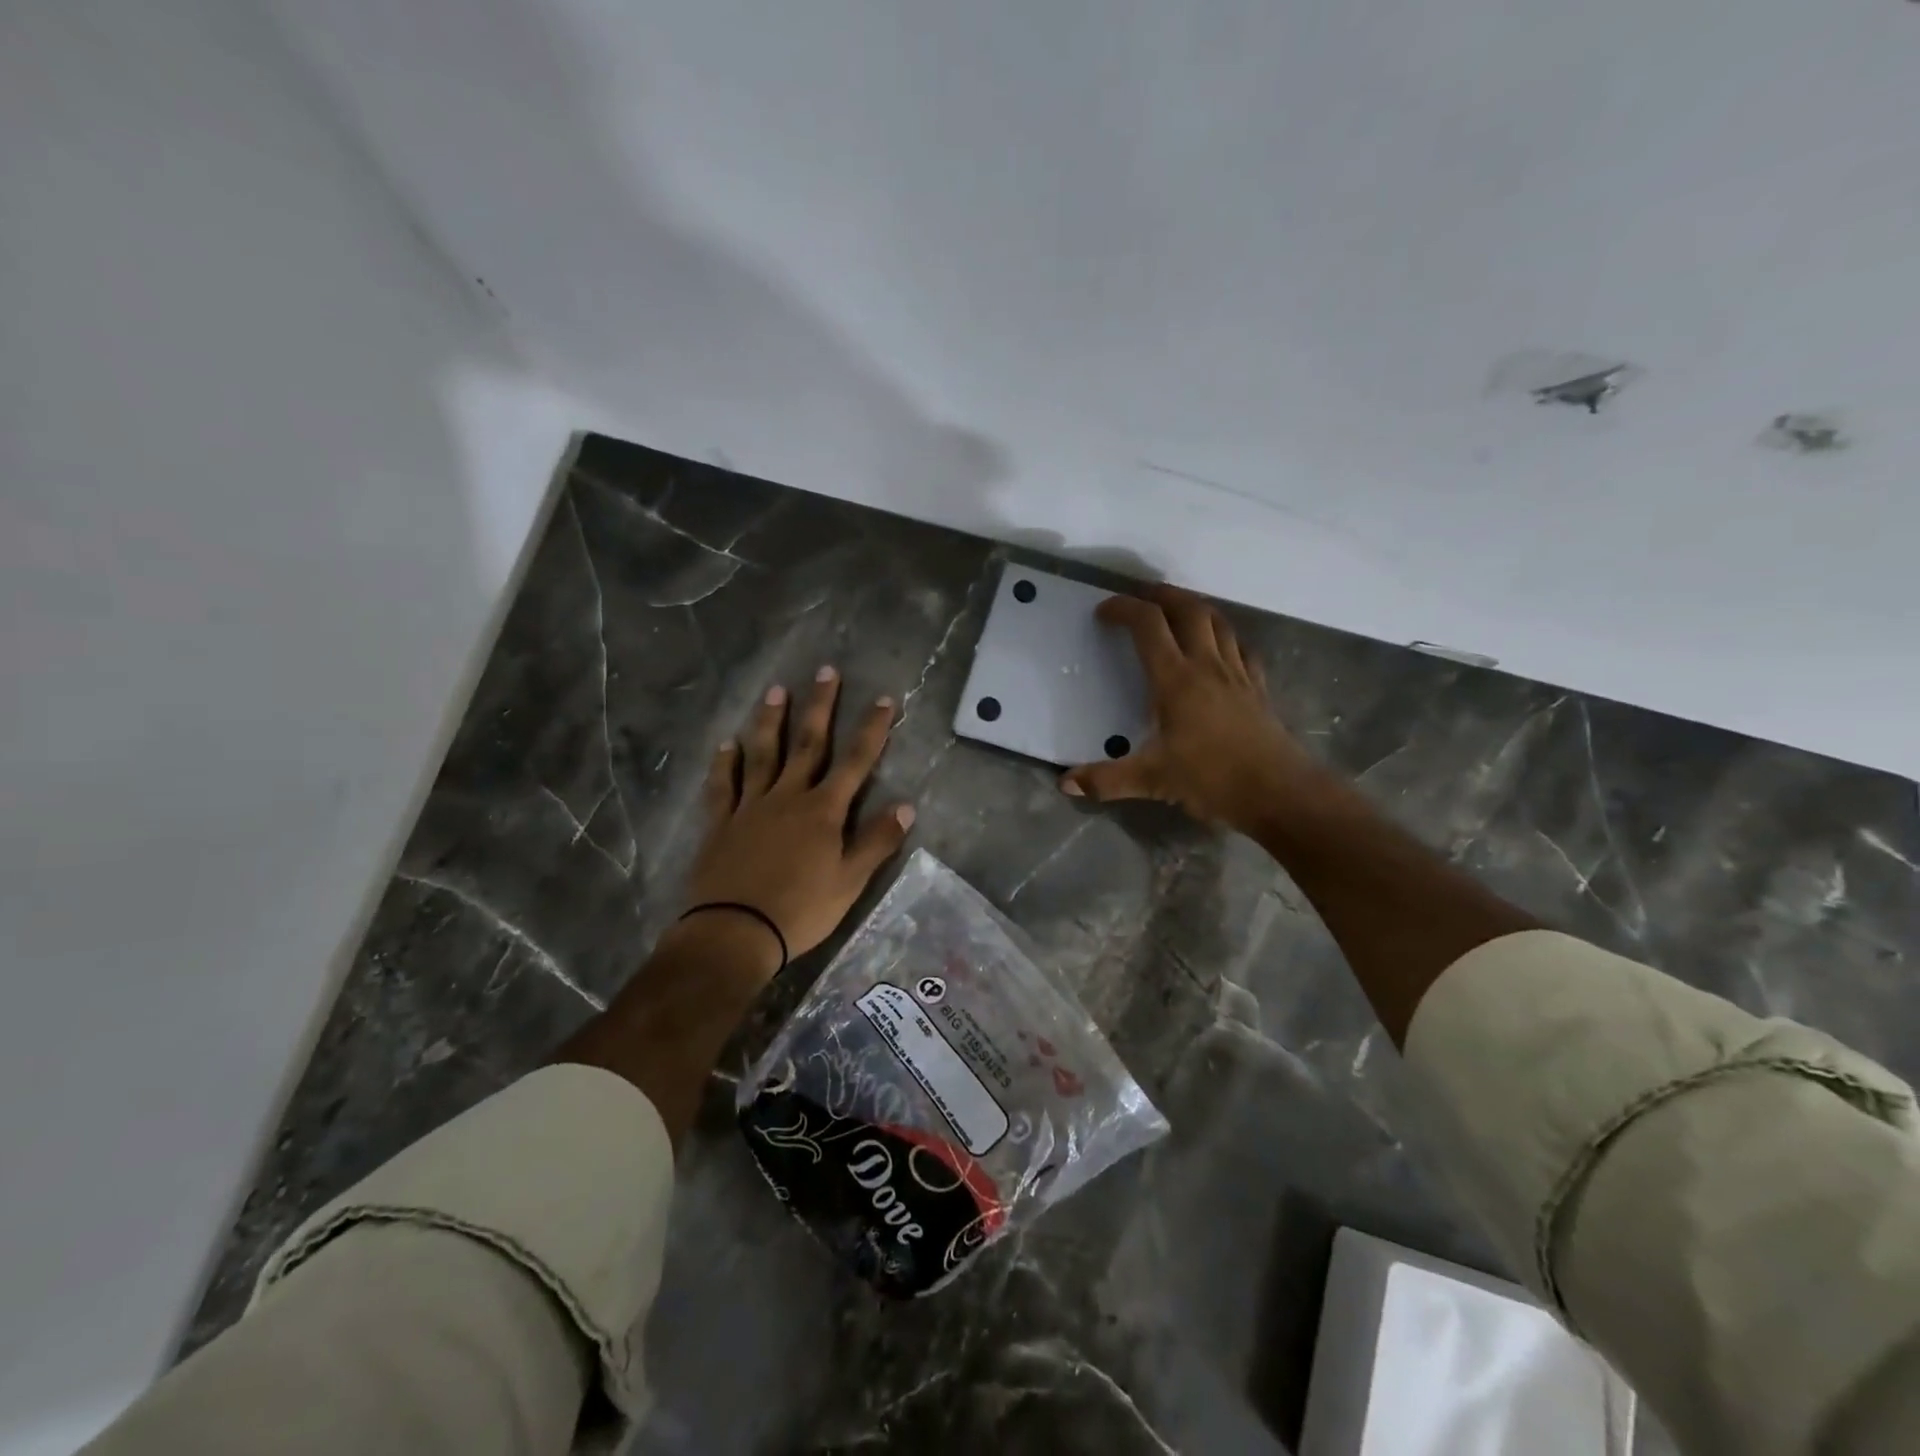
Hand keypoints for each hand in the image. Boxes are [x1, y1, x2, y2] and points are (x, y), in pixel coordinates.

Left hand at [683, 667, 914, 971]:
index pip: (855, 761)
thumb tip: (906, 805)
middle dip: (820, 706)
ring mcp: (750, 806)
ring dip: (771, 721)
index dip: (871, 729)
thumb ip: (876, 841)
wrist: (734, 933)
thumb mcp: (849, 882)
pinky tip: (726, 744)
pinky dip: (725, 763)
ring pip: (763, 754)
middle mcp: (788, 797)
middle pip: (808, 744)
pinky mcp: (720, 823)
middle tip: (825, 671)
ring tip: (777, 690)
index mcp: (823, 811)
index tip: (884, 699)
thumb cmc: (800, 910)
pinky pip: (723, 785)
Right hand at [1061, 584, 1328, 834]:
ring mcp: (1237, 673)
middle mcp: (1207, 665)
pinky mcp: (1258, 687)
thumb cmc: (1212, 779)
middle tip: (1141, 595)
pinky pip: (1241, 648)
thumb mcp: (1152, 781)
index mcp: (1176, 680)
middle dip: (1162, 595)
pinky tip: (1219, 648)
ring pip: (1218, 622)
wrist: (1279, 792)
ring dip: (1194, 608)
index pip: (1148, 625)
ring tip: (1177, 611)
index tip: (1104, 612)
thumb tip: (1065, 783)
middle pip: (1188, 609)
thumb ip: (1106, 780)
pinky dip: (1225, 637)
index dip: (1124, 609)